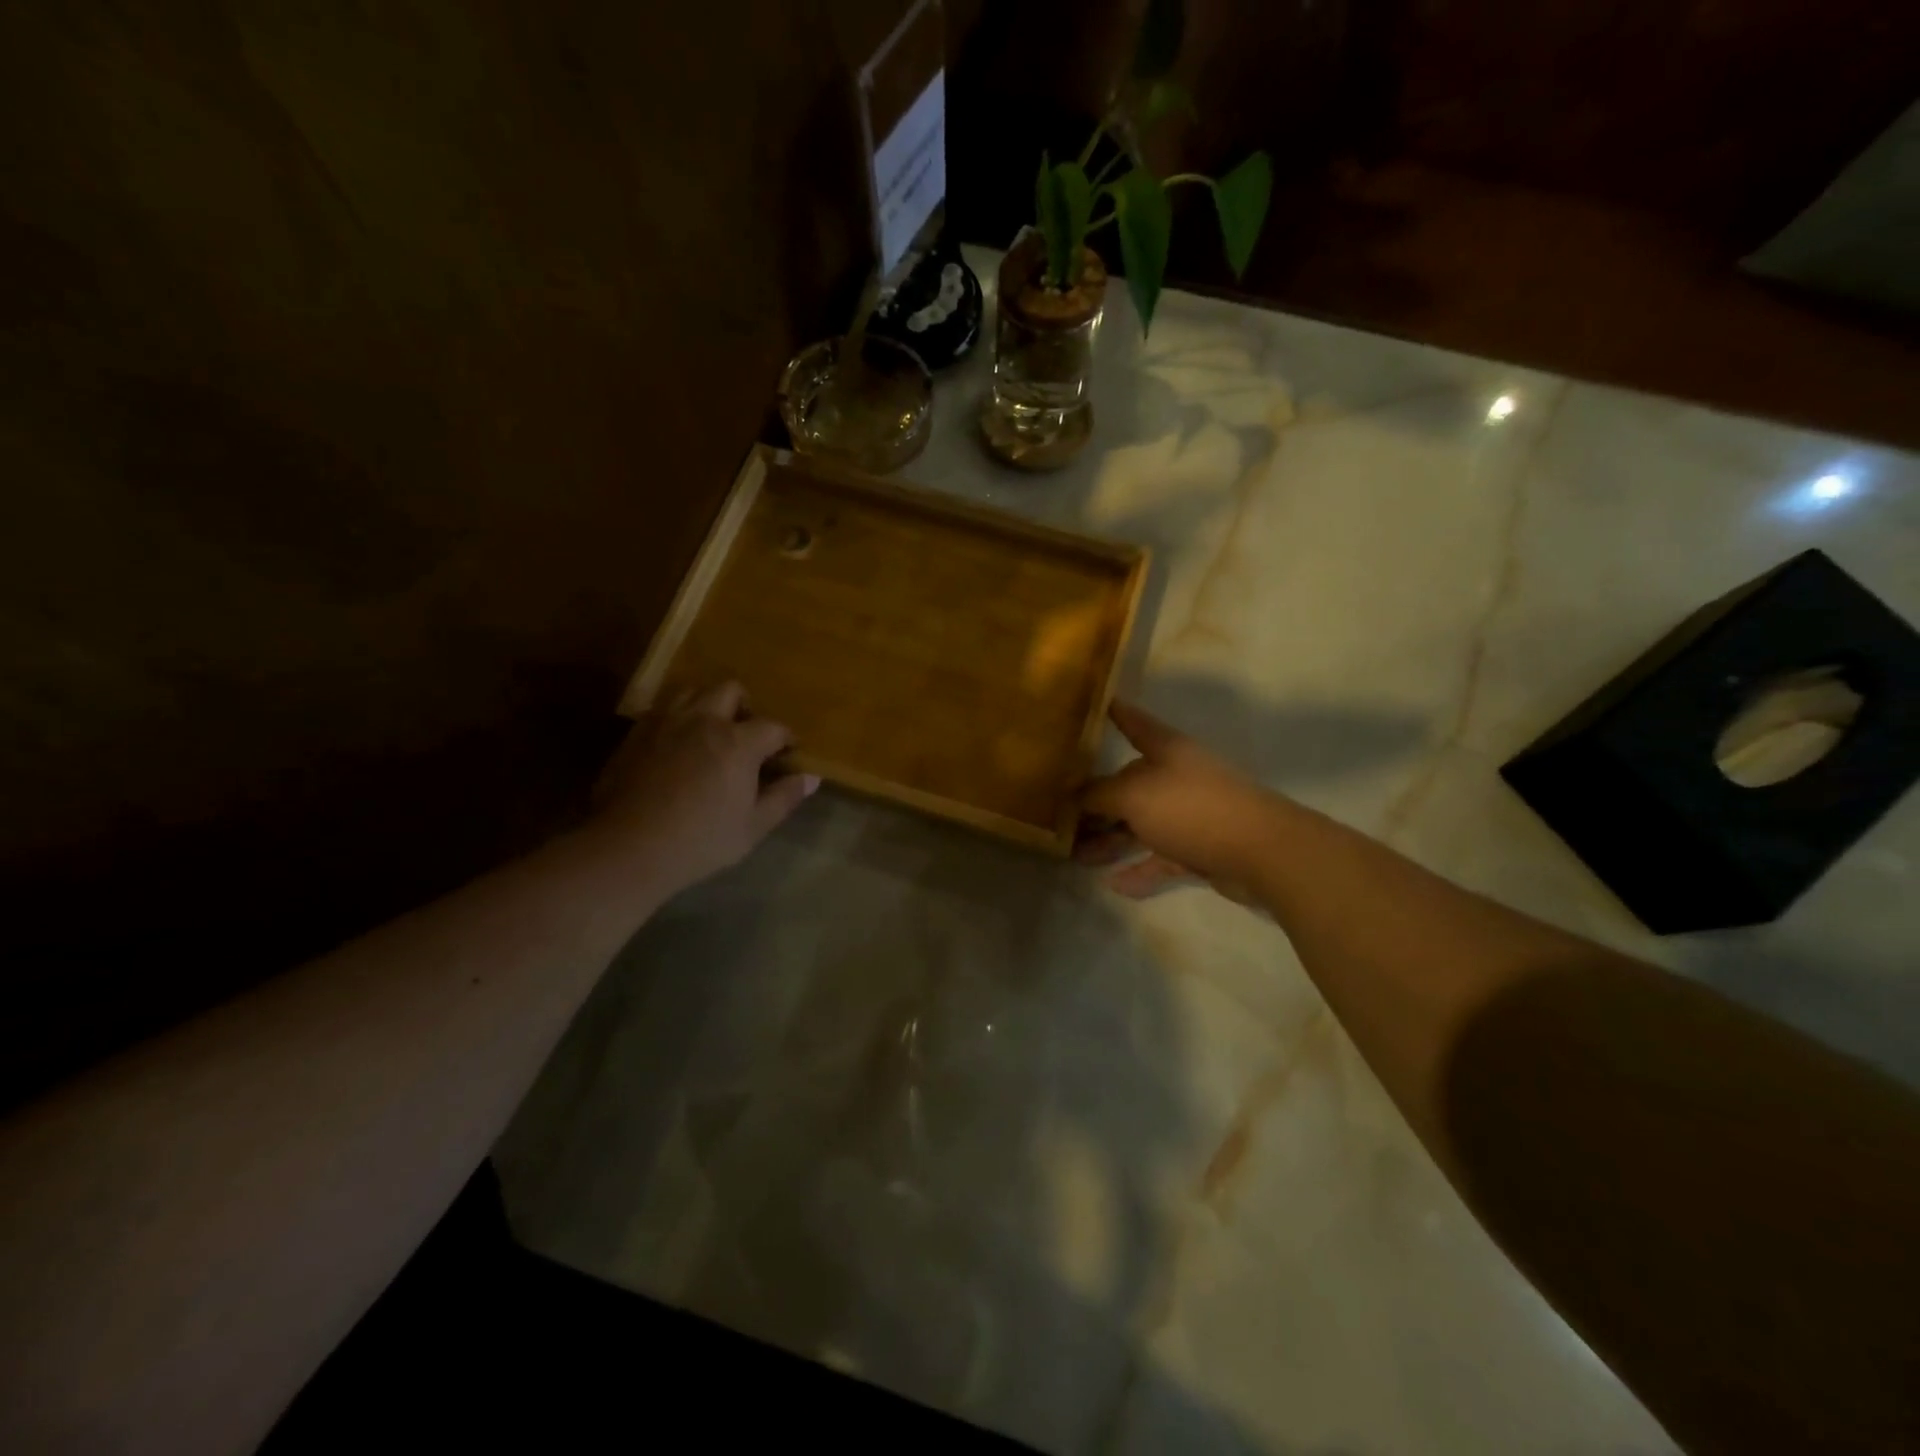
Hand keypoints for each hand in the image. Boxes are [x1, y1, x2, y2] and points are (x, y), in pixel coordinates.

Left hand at [587, 681, 817, 896]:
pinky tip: (677, 745)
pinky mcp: (636, 733)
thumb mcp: (753, 827)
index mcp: (738, 742)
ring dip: (708, 705)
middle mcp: (703, 720)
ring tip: (710, 732)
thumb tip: (810, 778)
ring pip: (693, 692)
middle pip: (730, 690)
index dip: (786, 738)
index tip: (788, 753)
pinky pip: (662, 710)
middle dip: (745, 707)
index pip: (773, 727)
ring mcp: (666, 722)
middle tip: (747, 734)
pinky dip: (678, 719)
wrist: (628, 848)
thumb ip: (783, 798)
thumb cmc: (700, 841)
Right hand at [1077, 701, 1279, 899]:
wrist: (1262, 852)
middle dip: (1096, 801)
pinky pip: (1162, 857)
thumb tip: (1074, 794)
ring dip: (1111, 841)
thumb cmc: (1192, 808)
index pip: (1136, 724)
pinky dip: (1140, 870)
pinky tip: (1116, 886)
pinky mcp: (1201, 848)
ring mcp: (1191, 814)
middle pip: (1130, 784)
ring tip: (1078, 858)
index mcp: (1166, 751)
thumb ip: (1099, 794)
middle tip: (1062, 818)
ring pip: (1142, 825)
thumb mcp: (1133, 796)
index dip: (1119, 714)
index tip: (1102, 704)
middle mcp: (1177, 777)